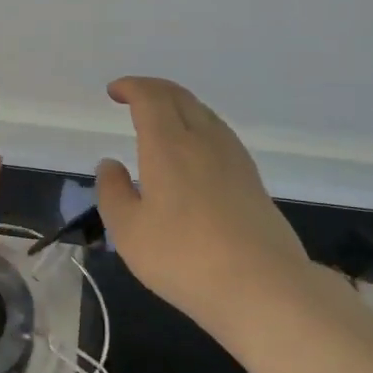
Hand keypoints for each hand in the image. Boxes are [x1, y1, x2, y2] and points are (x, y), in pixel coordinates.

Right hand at [95, 77, 312, 330]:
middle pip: (179, 96)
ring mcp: (233, 157)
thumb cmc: (184, 257)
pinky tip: (194, 150)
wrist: (263, 286)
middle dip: (153, 89)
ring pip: (203, 112)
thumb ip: (113, 192)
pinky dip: (198, 124)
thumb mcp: (129, 231)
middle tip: (133, 96)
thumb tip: (110, 164)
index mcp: (168, 145)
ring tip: (161, 120)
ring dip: (178, 105)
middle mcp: (203, 140)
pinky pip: (219, 133)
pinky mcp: (251, 178)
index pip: (150, 97)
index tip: (114, 92)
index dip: (131, 87)